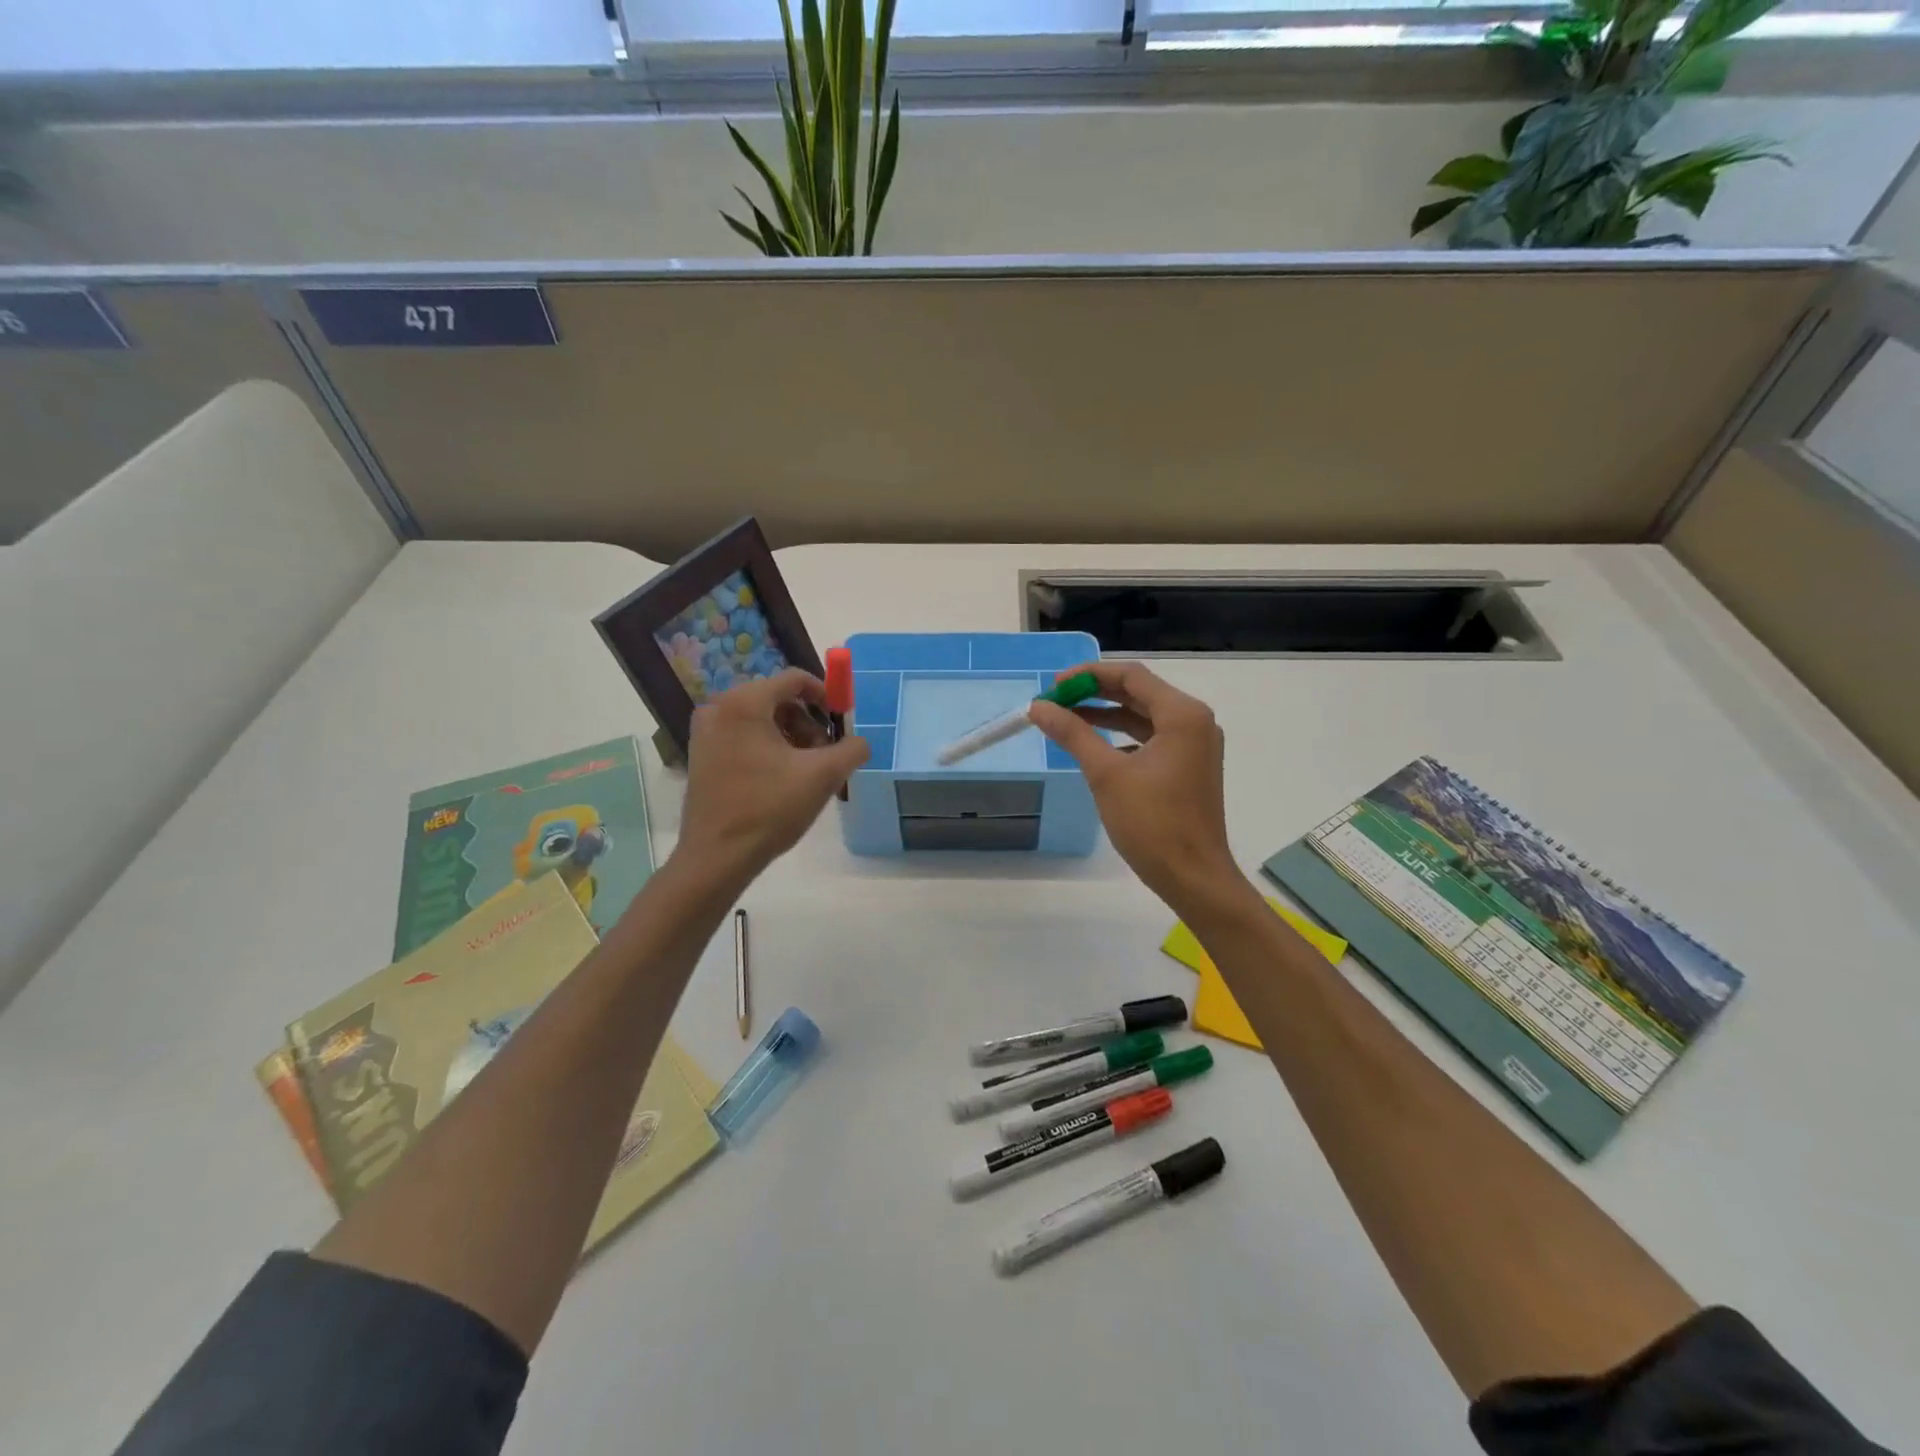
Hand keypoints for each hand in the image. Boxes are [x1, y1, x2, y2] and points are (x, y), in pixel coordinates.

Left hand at [674, 669, 868, 885]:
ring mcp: (705, 732)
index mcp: (744, 703)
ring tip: (805, 771)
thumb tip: (860, 742)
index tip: (841, 722)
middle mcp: (719, 708)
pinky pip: (743, 735)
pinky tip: (781, 779)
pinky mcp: (702, 755)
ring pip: (761, 719)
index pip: (794, 679)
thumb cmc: (769, 809)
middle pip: (777, 698)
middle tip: (824, 754)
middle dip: (807, 722)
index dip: (825, 695)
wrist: (717, 857)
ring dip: (790, 736)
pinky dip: (768, 747)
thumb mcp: (823, 776)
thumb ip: (851, 749)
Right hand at [1029, 662, 1242, 917]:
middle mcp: (1194, 721)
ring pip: (1144, 716)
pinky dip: (1122, 736)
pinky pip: (1151, 738)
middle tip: (1055, 700)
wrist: (1193, 877)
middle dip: (1095, 693)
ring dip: (1106, 714)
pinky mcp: (1189, 766)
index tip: (1053, 686)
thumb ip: (1072, 734)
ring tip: (1066, 719)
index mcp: (1182, 715)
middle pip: (1138, 692)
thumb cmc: (1152, 824)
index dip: (1089, 675)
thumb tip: (1039, 707)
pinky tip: (1094, 746)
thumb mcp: (1106, 774)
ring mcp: (1195, 745)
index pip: (1130, 676)